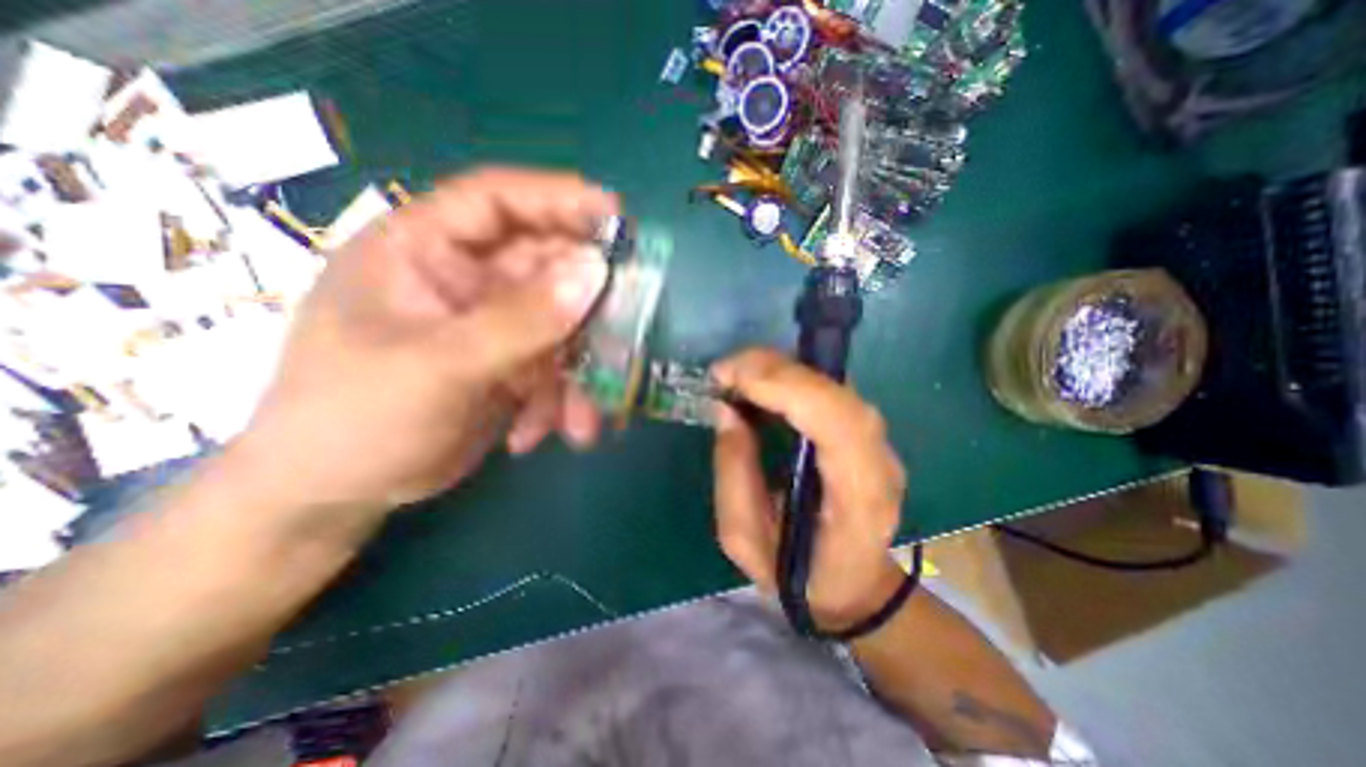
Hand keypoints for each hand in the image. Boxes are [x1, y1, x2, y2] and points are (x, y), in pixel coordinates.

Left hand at [238, 170, 620, 510]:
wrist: (339, 492)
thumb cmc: (356, 417)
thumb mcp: (440, 365)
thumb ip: (519, 320)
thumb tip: (595, 272)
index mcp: (425, 250)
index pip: (498, 201)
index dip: (559, 200)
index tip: (617, 216)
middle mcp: (467, 280)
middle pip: (549, 268)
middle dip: (588, 307)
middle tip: (627, 332)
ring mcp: (494, 324)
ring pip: (563, 327)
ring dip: (580, 372)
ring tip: (581, 417)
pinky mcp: (512, 364)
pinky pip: (557, 367)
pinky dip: (561, 400)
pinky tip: (542, 432)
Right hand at [709, 350, 910, 630]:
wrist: (853, 585)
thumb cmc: (798, 575)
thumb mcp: (746, 541)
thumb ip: (734, 475)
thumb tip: (727, 410)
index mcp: (857, 501)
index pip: (838, 425)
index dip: (787, 389)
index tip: (732, 380)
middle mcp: (878, 463)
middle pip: (836, 394)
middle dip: (773, 371)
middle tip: (723, 372)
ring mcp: (878, 444)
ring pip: (832, 385)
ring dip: (779, 370)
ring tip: (735, 377)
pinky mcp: (864, 432)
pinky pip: (827, 390)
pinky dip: (788, 378)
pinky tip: (758, 386)